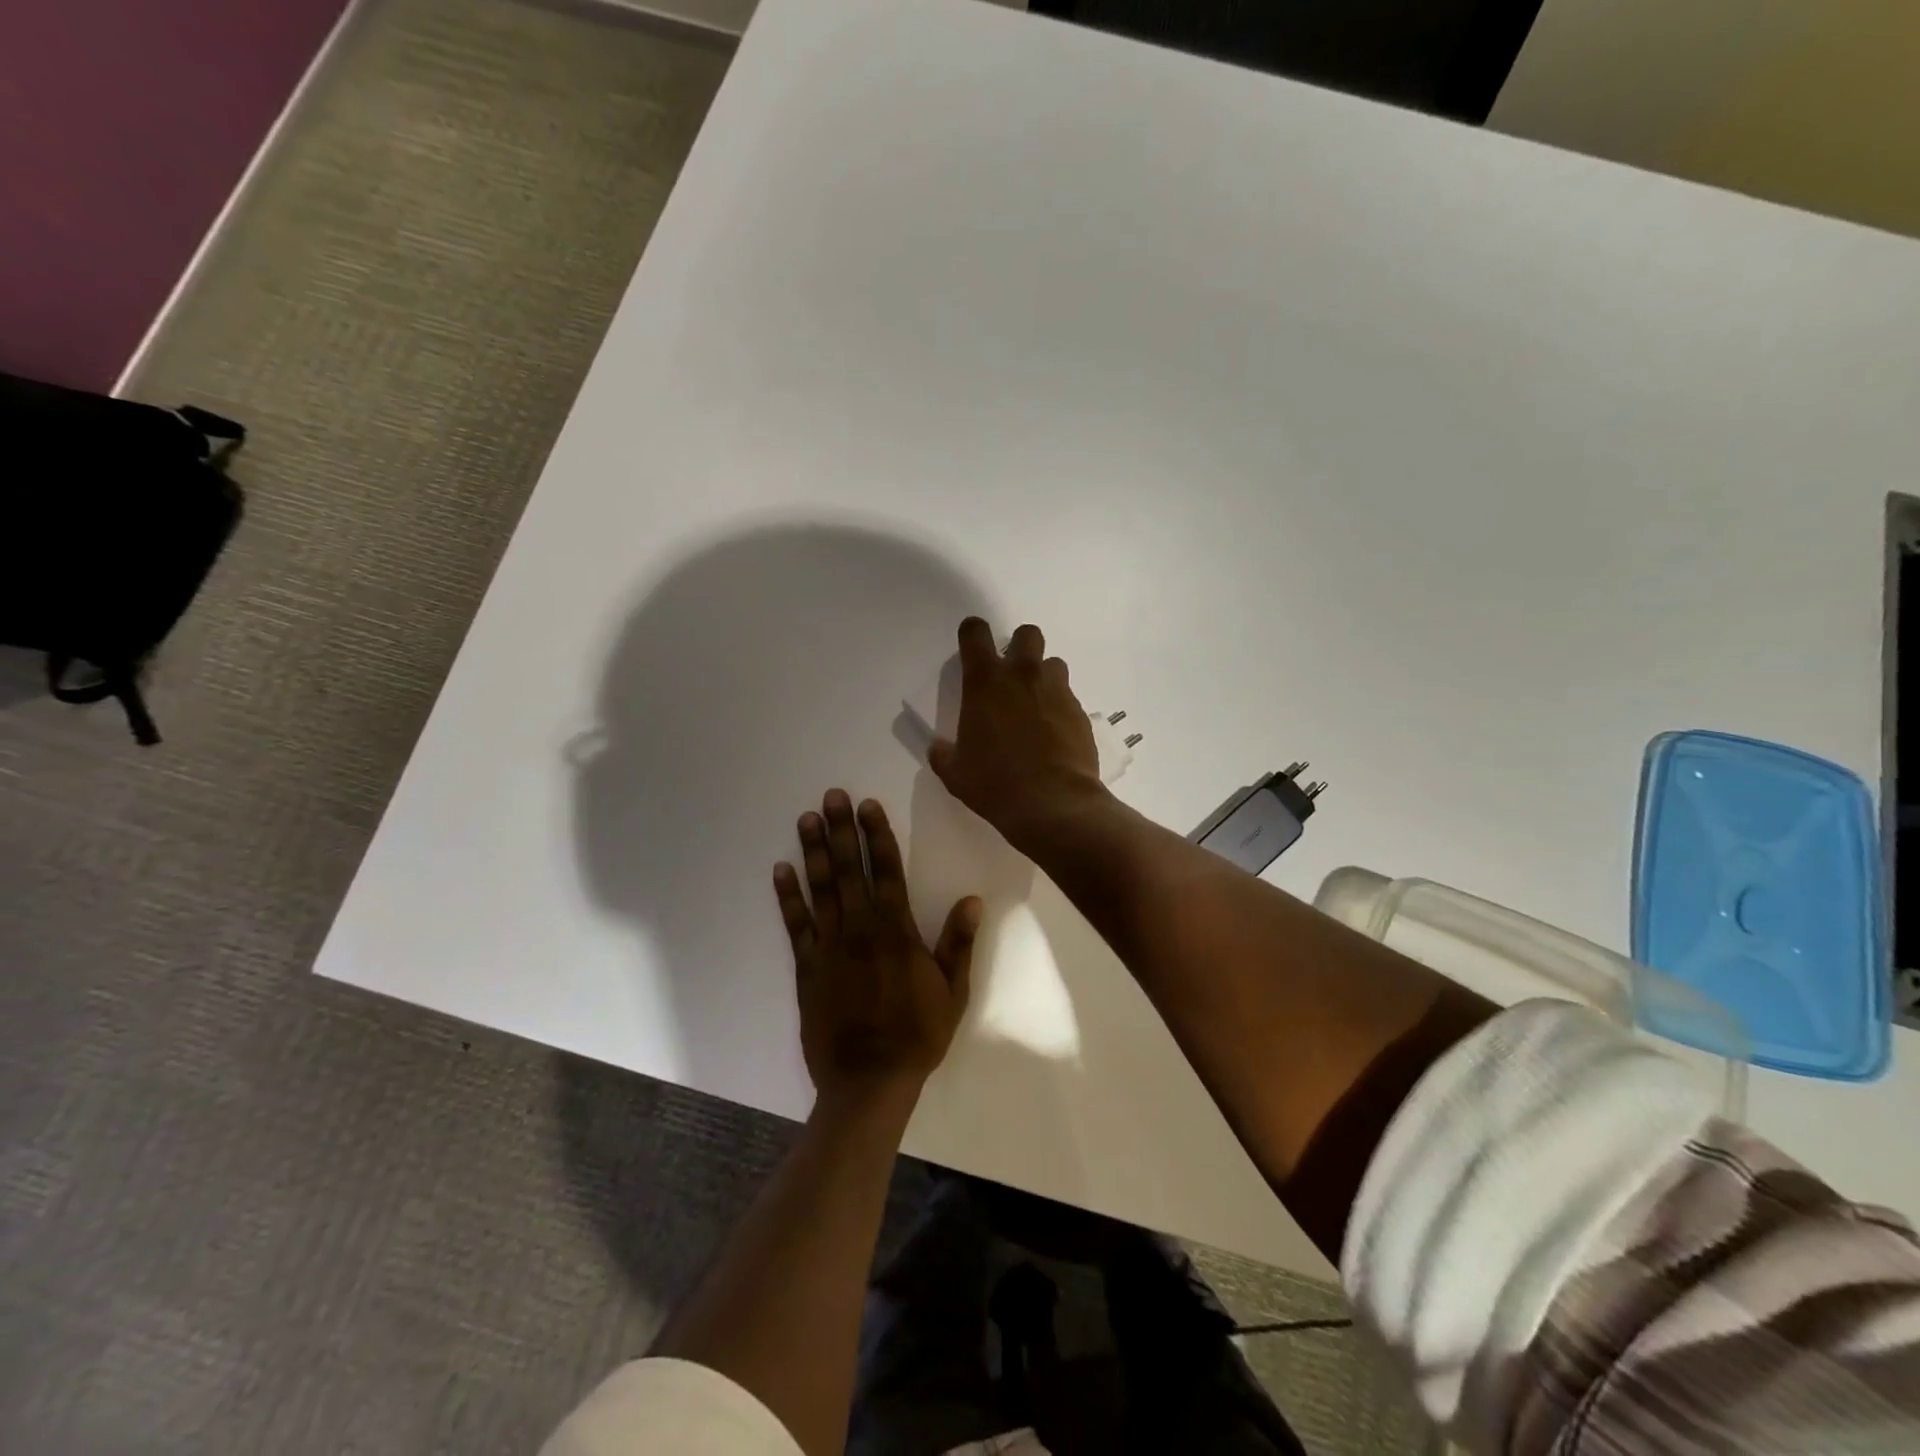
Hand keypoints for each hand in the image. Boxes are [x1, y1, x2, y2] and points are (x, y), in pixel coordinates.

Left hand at [774, 790, 980, 1108]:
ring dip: (813, 852)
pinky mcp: (807, 967)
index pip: (886, 871)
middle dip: (841, 830)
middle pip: (849, 870)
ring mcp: (829, 947)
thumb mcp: (953, 992)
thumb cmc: (917, 1035)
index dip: (877, 836)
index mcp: (896, 931)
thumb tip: (972, 900)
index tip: (868, 805)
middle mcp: (860, 929)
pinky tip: (780, 870)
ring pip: (820, 889)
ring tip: (806, 819)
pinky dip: (788, 896)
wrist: (869, 1081)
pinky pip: (796, 925)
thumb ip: (958, 943)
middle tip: (831, 796)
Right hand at [929, 617, 1107, 850]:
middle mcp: (1023, 676)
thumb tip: (939, 748)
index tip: (971, 647)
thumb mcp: (955, 773)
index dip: (972, 633)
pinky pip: (1069, 698)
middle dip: (1019, 647)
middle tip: (1011, 676)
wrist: (1053, 803)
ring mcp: (1057, 692)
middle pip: (1027, 634)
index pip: (975, 633)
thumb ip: (944, 754)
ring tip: (1036, 707)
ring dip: (1044, 677)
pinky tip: (1054, 736)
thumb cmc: (994, 784)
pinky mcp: (1081, 713)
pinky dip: (1060, 709)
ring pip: (1054, 664)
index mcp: (985, 682)